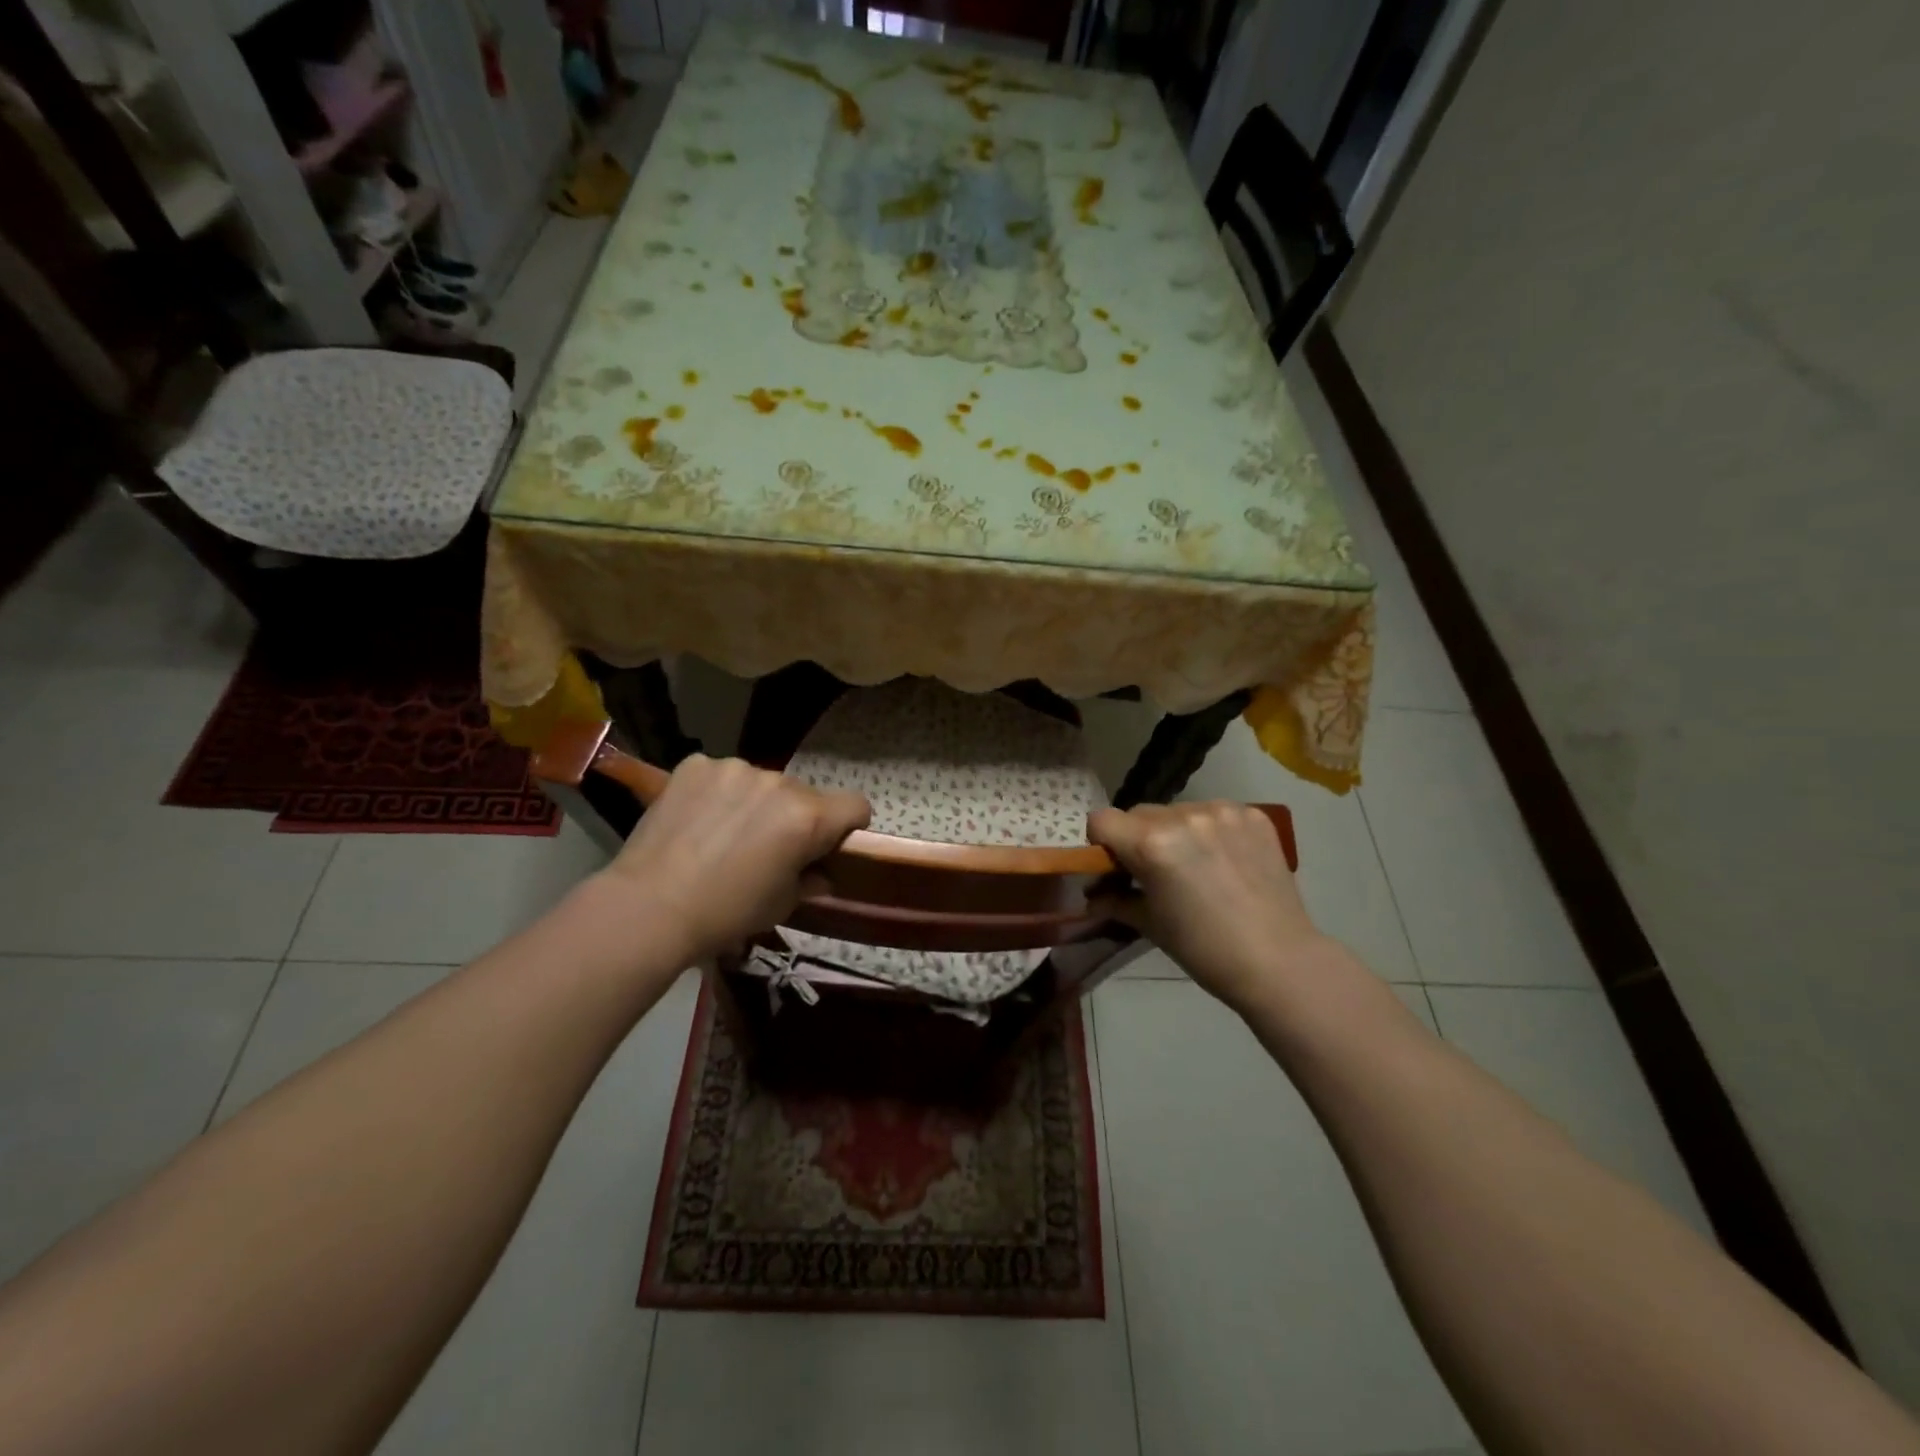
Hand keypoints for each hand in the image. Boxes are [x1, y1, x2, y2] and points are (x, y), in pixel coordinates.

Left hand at [599, 754, 868, 961]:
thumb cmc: (726, 913)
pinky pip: (722, 776)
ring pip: (762, 783)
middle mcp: (778, 782)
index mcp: (808, 817)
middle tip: (767, 849)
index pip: (856, 805)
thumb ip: (811, 880)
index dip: (849, 827)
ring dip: (756, 803)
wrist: (648, 907)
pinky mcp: (696, 765)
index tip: (829, 846)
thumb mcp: (781, 905)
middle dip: (796, 817)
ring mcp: (734, 768)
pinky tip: (698, 822)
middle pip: (805, 795)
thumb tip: (820, 872)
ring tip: (724, 835)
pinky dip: (719, 794)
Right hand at [1086, 802, 1328, 1012]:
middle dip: (1137, 838)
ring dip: (1175, 832)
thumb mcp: (1149, 924)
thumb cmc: (1204, 950)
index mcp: (1152, 843)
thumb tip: (1094, 895)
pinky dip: (1210, 831)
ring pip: (1178, 811)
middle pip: (1139, 813)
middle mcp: (1184, 816)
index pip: (1102, 820)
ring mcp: (1223, 812)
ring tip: (1196, 866)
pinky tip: (1225, 861)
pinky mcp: (1253, 815)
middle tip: (1154, 872)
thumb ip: (1115, 900)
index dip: (1101, 843)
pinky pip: (1214, 813)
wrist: (1279, 962)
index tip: (1114, 867)